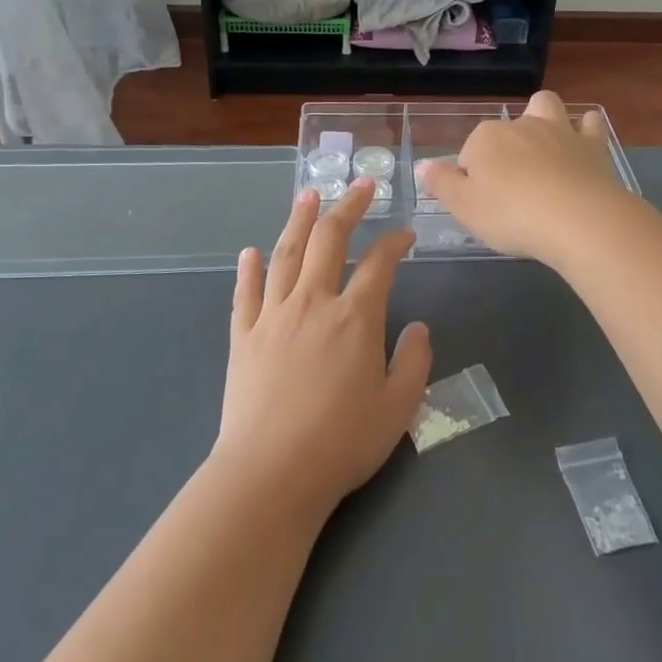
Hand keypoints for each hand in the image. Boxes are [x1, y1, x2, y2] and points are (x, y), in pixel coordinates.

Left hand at [213, 178, 430, 520]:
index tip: (405, 233)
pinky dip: (249, 269)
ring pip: (286, 254)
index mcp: (355, 318)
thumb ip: (414, 361)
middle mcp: (313, 303)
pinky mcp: (243, 338)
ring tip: (308, 194)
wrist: (270, 476)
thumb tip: (418, 326)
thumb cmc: (341, 443)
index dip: (395, 242)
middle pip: (330, 240)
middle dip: (349, 207)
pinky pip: (245, 293)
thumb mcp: (399, 407)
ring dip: (299, 220)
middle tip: (362, 185)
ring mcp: (273, 317)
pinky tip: (251, 252)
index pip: (379, 263)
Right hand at [417, 90, 630, 265]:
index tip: (480, 205)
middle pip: (504, 132)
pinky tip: (583, 141)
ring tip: (541, 147)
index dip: (471, 179)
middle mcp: (520, 125)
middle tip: (509, 187)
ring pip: (545, 106)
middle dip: (503, 150)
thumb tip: (422, 164)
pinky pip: (589, 123)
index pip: (469, 154)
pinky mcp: (591, 145)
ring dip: (541, 117)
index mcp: (486, 138)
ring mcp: (558, 131)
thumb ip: (441, 183)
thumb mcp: (464, 207)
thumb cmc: (511, 215)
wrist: (576, 219)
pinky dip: (585, 128)